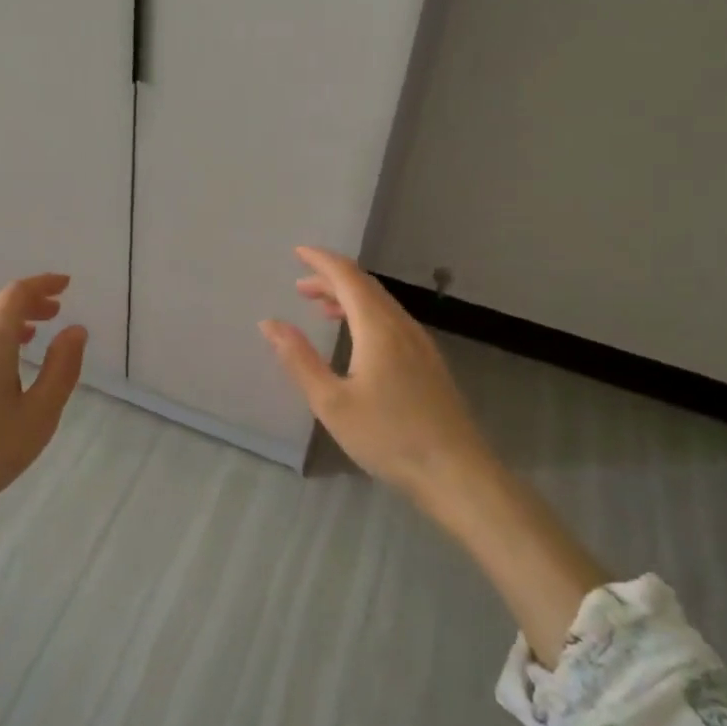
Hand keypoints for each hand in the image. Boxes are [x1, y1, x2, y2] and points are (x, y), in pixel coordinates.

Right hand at [259, 246, 484, 503]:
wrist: (456, 473)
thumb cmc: (388, 437)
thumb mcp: (332, 403)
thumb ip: (299, 360)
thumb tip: (269, 323)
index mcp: (378, 328)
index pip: (348, 277)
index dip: (321, 261)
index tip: (298, 252)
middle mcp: (402, 326)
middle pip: (366, 286)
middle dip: (332, 278)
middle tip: (301, 285)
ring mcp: (421, 344)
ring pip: (381, 304)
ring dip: (349, 297)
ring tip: (322, 307)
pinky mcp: (429, 363)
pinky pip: (392, 321)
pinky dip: (366, 315)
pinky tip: (357, 338)